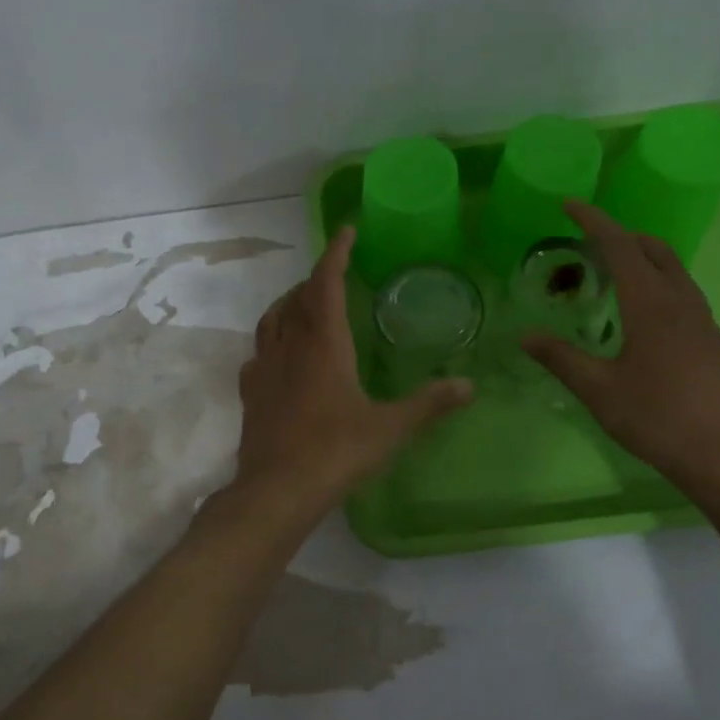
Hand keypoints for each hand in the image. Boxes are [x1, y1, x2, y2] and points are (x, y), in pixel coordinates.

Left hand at [237, 226, 472, 510]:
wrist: (277, 489)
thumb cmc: (336, 451)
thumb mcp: (390, 428)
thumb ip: (429, 404)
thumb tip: (469, 386)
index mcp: (324, 343)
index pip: (327, 283)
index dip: (336, 253)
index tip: (347, 231)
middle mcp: (289, 346)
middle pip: (298, 297)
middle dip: (316, 279)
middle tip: (335, 276)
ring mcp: (264, 368)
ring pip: (272, 320)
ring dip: (289, 303)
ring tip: (305, 305)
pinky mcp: (250, 392)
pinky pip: (258, 352)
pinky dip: (271, 340)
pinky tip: (281, 355)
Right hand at [523, 201, 719, 498]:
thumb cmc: (657, 417)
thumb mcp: (598, 389)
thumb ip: (561, 358)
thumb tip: (526, 336)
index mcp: (651, 304)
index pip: (620, 246)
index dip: (593, 221)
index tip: (569, 204)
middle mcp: (681, 302)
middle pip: (653, 249)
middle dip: (620, 234)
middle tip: (587, 239)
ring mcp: (702, 320)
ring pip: (673, 269)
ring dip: (641, 256)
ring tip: (610, 269)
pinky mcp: (711, 340)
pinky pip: (681, 291)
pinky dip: (656, 280)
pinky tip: (639, 311)